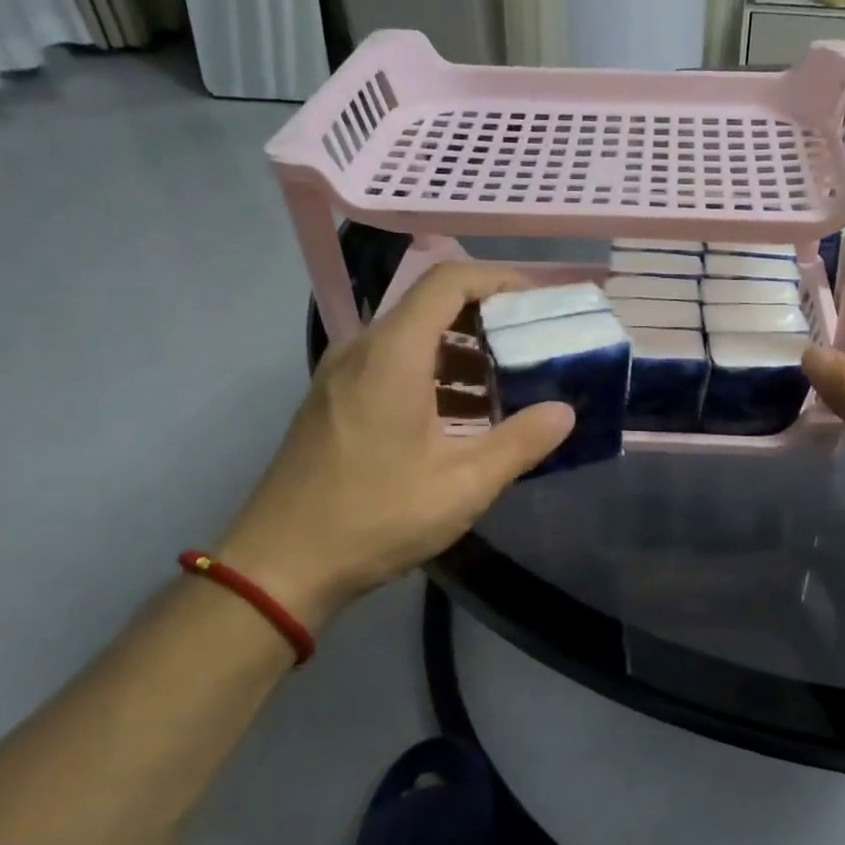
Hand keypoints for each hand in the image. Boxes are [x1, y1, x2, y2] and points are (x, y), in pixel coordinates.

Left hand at [216, 263, 573, 624]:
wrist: (280, 564)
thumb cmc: (376, 516)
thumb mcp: (463, 485)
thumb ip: (520, 442)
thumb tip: (565, 412)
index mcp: (394, 354)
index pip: (448, 281)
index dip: (498, 280)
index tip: (536, 303)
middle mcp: (363, 349)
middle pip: (430, 306)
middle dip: (487, 321)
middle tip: (531, 348)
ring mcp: (341, 374)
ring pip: (411, 339)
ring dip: (461, 353)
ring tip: (505, 388)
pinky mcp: (333, 400)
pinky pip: (391, 366)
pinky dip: (433, 375)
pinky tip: (459, 419)